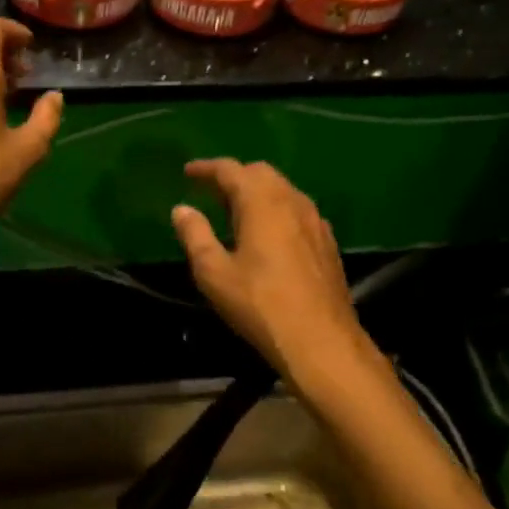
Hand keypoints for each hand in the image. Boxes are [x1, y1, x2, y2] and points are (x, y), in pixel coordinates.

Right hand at [171, 160, 380, 394]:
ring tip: (235, 210)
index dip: (207, 168)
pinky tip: (268, 233)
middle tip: (210, 191)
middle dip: (234, 176)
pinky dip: (276, 209)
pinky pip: (297, 210)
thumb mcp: (214, 272)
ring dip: (257, 191)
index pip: (231, 170)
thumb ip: (195, 235)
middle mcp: (292, 201)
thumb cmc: (260, 304)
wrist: (321, 340)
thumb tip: (181, 209)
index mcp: (262, 202)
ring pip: (282, 190)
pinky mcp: (327, 242)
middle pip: (260, 173)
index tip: (188, 172)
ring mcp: (315, 221)